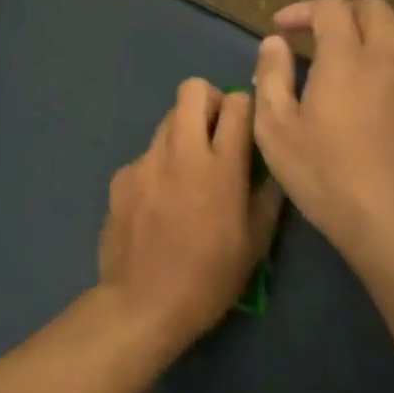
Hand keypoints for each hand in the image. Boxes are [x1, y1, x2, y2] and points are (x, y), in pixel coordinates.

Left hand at [98, 79, 284, 351]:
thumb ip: (267, 193)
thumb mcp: (255, 243)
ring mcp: (145, 160)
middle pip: (192, 89)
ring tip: (190, 172)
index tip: (247, 127)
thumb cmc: (209, 278)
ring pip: (167, 119)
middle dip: (209, 101)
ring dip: (184, 132)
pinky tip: (161, 202)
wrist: (142, 302)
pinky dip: (160, 165)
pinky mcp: (122, 174)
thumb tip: (271, 162)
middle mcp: (180, 151)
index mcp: (220, 167)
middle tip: (217, 134)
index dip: (246, 107)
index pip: (237, 103)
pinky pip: (147, 154)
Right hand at [251, 0, 393, 276]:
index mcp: (344, 59)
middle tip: (319, 37)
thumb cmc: (325, 176)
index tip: (282, 30)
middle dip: (340, 14)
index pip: (329, 8)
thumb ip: (272, 77)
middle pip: (372, 8)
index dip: (302, 10)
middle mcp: (389, 56)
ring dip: (383, 26)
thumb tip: (275, 43)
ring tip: (364, 48)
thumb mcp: (275, 129)